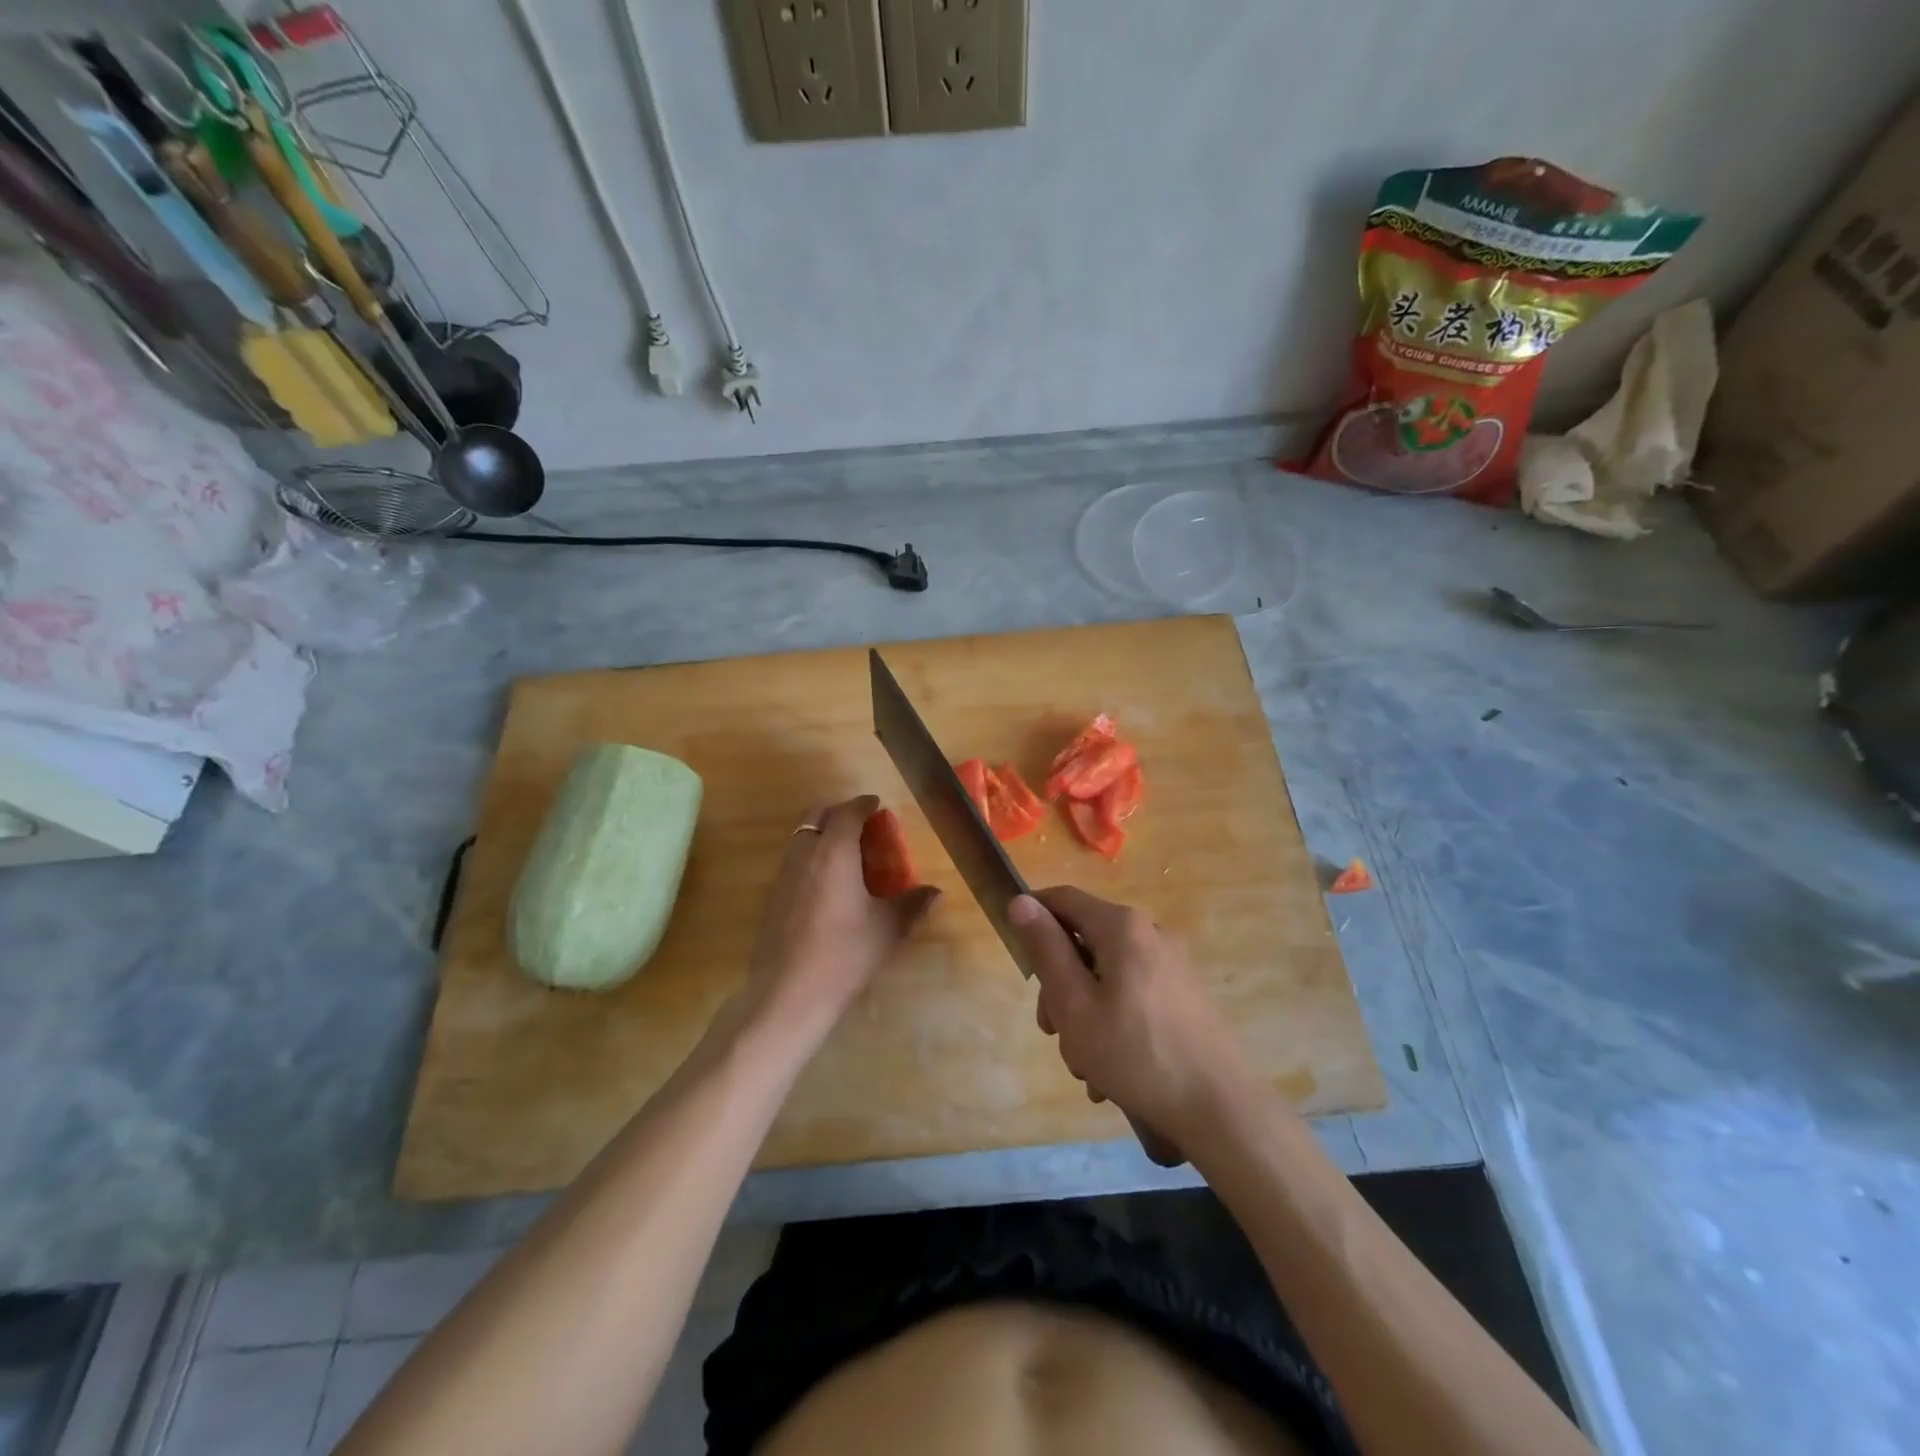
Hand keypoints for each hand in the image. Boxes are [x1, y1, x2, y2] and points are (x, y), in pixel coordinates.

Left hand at [744, 795, 939, 1034]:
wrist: (788, 993)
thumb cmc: (844, 955)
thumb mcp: (887, 929)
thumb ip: (912, 905)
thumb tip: (935, 892)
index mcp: (834, 853)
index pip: (846, 813)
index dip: (862, 804)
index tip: (876, 804)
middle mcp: (804, 855)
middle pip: (815, 816)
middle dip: (838, 812)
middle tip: (861, 823)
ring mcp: (783, 877)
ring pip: (801, 838)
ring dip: (822, 834)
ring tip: (846, 852)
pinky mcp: (772, 899)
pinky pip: (793, 861)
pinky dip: (810, 857)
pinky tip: (827, 884)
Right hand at [1008, 888, 1253, 1146]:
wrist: (1220, 1109)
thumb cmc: (1136, 1054)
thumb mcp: (1074, 1004)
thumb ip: (1046, 950)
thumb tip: (1021, 901)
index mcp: (1122, 927)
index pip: (1063, 899)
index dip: (1032, 917)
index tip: (1017, 957)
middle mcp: (1150, 933)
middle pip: (1084, 943)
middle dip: (1060, 987)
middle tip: (1053, 1032)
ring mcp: (1171, 964)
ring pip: (1106, 975)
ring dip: (1085, 1014)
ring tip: (1087, 1068)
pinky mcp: (1184, 994)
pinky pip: (1132, 995)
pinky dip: (1114, 1023)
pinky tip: (1112, 1073)